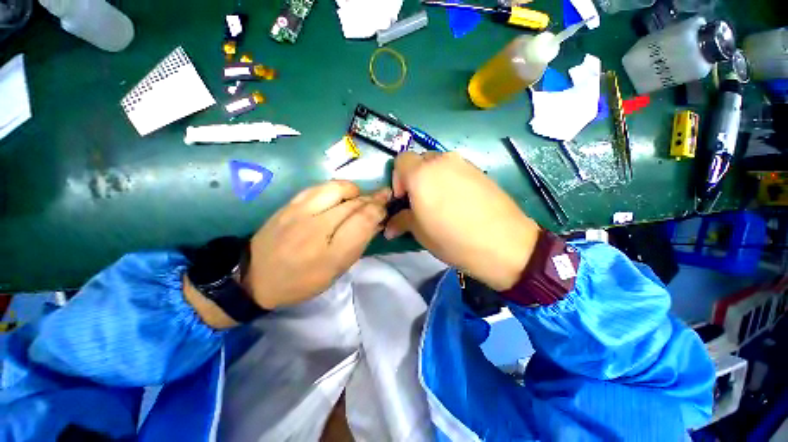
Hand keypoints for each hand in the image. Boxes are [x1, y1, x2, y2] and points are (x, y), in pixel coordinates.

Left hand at [245, 181, 390, 309]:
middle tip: (381, 198)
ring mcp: (300, 212)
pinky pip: (319, 187)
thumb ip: (358, 244)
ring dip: (355, 190)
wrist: (256, 277)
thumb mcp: (336, 271)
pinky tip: (339, 196)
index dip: (379, 210)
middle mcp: (316, 228)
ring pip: (338, 188)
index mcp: (331, 254)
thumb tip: (376, 222)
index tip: (386, 207)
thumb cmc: (302, 281)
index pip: (363, 221)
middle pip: (354, 203)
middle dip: (372, 199)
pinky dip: (336, 188)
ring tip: (358, 197)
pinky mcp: (289, 204)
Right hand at [385, 152, 539, 290]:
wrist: (504, 244)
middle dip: (415, 178)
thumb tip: (389, 228)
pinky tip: (459, 201)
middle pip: (420, 160)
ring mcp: (463, 163)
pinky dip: (450, 179)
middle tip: (420, 201)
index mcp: (421, 174)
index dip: (398, 179)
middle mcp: (441, 161)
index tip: (404, 199)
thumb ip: (402, 222)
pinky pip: (456, 169)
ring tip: (440, 202)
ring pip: (438, 164)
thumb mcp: (420, 233)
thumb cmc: (453, 238)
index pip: (400, 160)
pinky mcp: (479, 170)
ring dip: (432, 178)